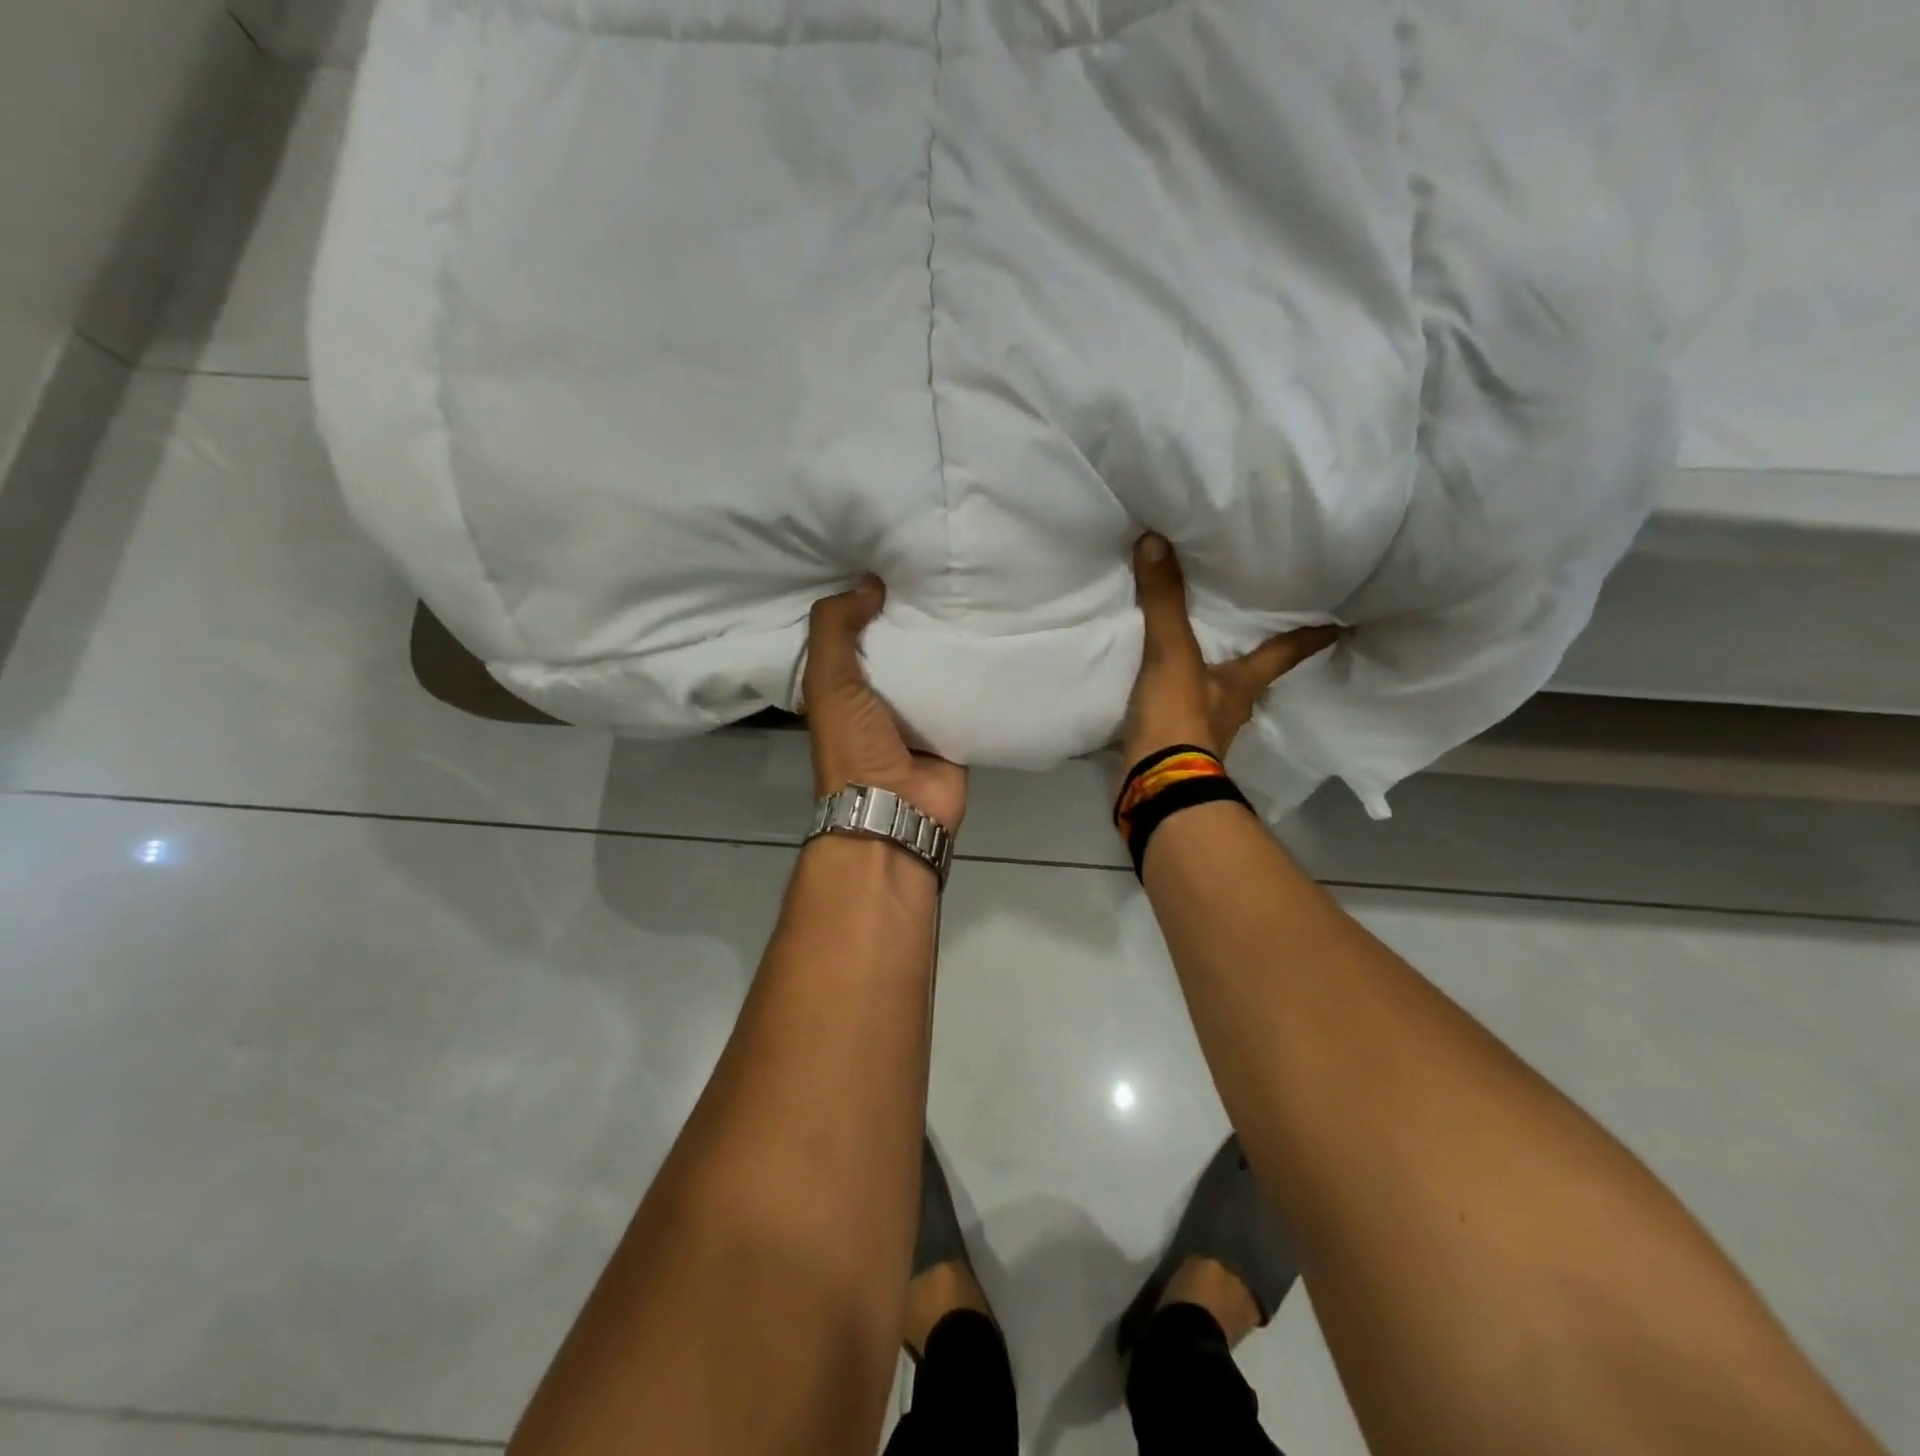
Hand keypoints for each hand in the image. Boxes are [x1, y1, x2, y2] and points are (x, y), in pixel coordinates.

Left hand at [802, 576, 967, 833]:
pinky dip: (976, 670)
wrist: (897, 809)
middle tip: (939, 569)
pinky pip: (966, 692)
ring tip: (970, 590)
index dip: (867, 602)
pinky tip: (993, 634)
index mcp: (844, 687)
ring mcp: (919, 715)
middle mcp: (880, 698)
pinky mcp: (954, 729)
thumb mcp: (829, 681)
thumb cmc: (854, 744)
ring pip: (935, 667)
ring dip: (948, 640)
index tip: (890, 562)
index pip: (855, 634)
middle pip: (900, 648)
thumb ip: (835, 628)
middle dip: (915, 617)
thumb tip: (869, 582)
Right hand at [1122, 534, 1340, 772]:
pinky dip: (1174, 693)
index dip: (1311, 636)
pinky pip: (1178, 708)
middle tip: (1258, 623)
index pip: (1286, 652)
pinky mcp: (1173, 743)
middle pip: (1252, 672)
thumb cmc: (1180, 719)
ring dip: (1211, 674)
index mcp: (1243, 682)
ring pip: (1215, 691)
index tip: (1341, 624)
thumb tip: (1157, 541)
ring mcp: (1203, 730)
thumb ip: (1164, 601)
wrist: (1154, 784)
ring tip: (1200, 648)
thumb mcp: (1172, 653)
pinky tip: (1158, 683)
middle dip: (1256, 652)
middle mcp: (1231, 705)